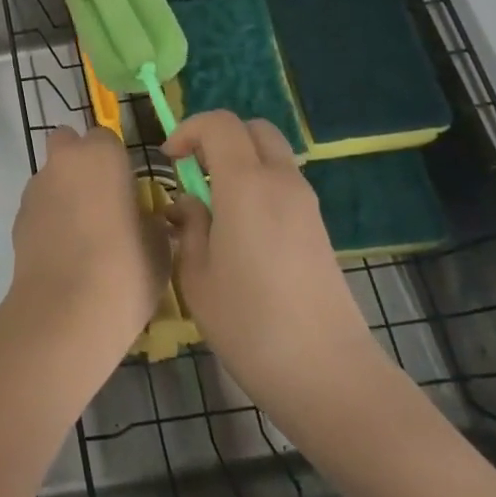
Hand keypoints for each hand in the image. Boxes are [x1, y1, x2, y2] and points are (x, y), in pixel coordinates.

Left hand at [5, 127, 168, 367]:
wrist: (68, 310)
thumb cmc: (126, 268)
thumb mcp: (159, 244)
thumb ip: (149, 219)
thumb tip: (142, 217)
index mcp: (101, 155)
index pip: (105, 137)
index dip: (115, 160)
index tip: (127, 189)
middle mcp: (64, 161)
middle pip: (67, 144)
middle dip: (79, 161)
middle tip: (100, 199)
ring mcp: (36, 188)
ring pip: (50, 176)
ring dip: (63, 192)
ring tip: (82, 236)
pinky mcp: (18, 217)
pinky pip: (39, 207)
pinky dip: (49, 219)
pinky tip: (63, 253)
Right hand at [163, 112, 380, 432]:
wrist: (327, 373)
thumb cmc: (250, 324)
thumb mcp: (196, 276)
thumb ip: (188, 228)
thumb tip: (188, 205)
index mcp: (246, 184)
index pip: (219, 124)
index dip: (188, 130)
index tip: (169, 160)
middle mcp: (281, 182)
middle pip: (253, 128)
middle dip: (218, 136)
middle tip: (193, 170)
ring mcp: (306, 204)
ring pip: (271, 154)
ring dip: (240, 160)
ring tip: (214, 202)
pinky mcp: (319, 228)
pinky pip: (284, 182)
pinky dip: (258, 183)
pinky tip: (241, 227)